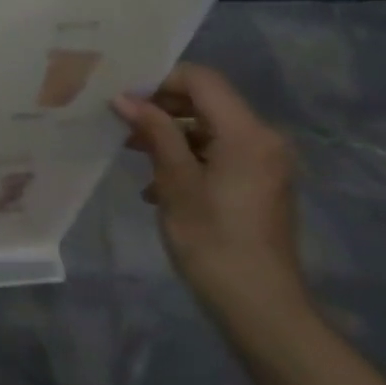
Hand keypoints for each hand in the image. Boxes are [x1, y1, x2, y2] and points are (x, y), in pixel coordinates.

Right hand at [112, 63, 308, 328]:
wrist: (258, 304)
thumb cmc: (212, 240)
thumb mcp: (176, 183)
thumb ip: (154, 133)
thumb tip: (125, 98)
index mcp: (247, 133)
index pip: (202, 80)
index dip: (161, 81)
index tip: (123, 98)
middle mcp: (263, 139)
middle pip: (208, 102)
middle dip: (163, 108)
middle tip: (121, 122)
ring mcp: (264, 163)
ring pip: (211, 129)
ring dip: (171, 135)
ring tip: (132, 152)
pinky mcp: (259, 184)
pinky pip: (221, 154)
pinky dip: (189, 158)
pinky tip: (157, 186)